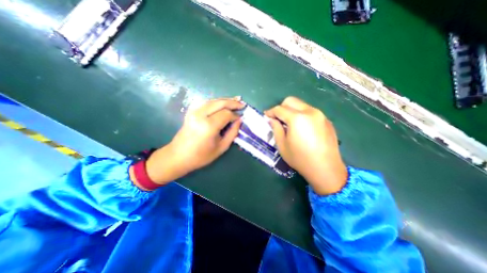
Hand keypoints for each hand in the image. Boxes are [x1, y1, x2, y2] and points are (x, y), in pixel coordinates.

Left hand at [143, 97, 245, 185]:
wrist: (178, 156)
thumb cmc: (201, 156)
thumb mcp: (221, 147)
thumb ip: (232, 133)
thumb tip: (239, 120)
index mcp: (208, 126)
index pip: (226, 114)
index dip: (235, 115)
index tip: (240, 118)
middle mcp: (201, 115)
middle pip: (220, 103)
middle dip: (233, 102)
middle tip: (242, 104)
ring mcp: (194, 111)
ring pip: (213, 100)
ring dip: (225, 100)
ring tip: (235, 100)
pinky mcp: (191, 111)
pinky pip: (206, 102)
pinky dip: (216, 101)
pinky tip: (222, 102)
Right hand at [265, 98, 347, 194]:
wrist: (326, 169)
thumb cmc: (300, 158)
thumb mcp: (282, 145)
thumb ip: (276, 129)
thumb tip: (272, 120)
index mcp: (297, 118)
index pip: (279, 109)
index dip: (271, 112)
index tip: (266, 116)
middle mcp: (310, 112)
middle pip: (291, 101)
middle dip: (281, 107)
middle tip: (277, 118)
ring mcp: (320, 115)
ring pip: (301, 105)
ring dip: (292, 111)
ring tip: (289, 123)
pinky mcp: (326, 120)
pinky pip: (310, 112)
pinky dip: (302, 115)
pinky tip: (302, 128)